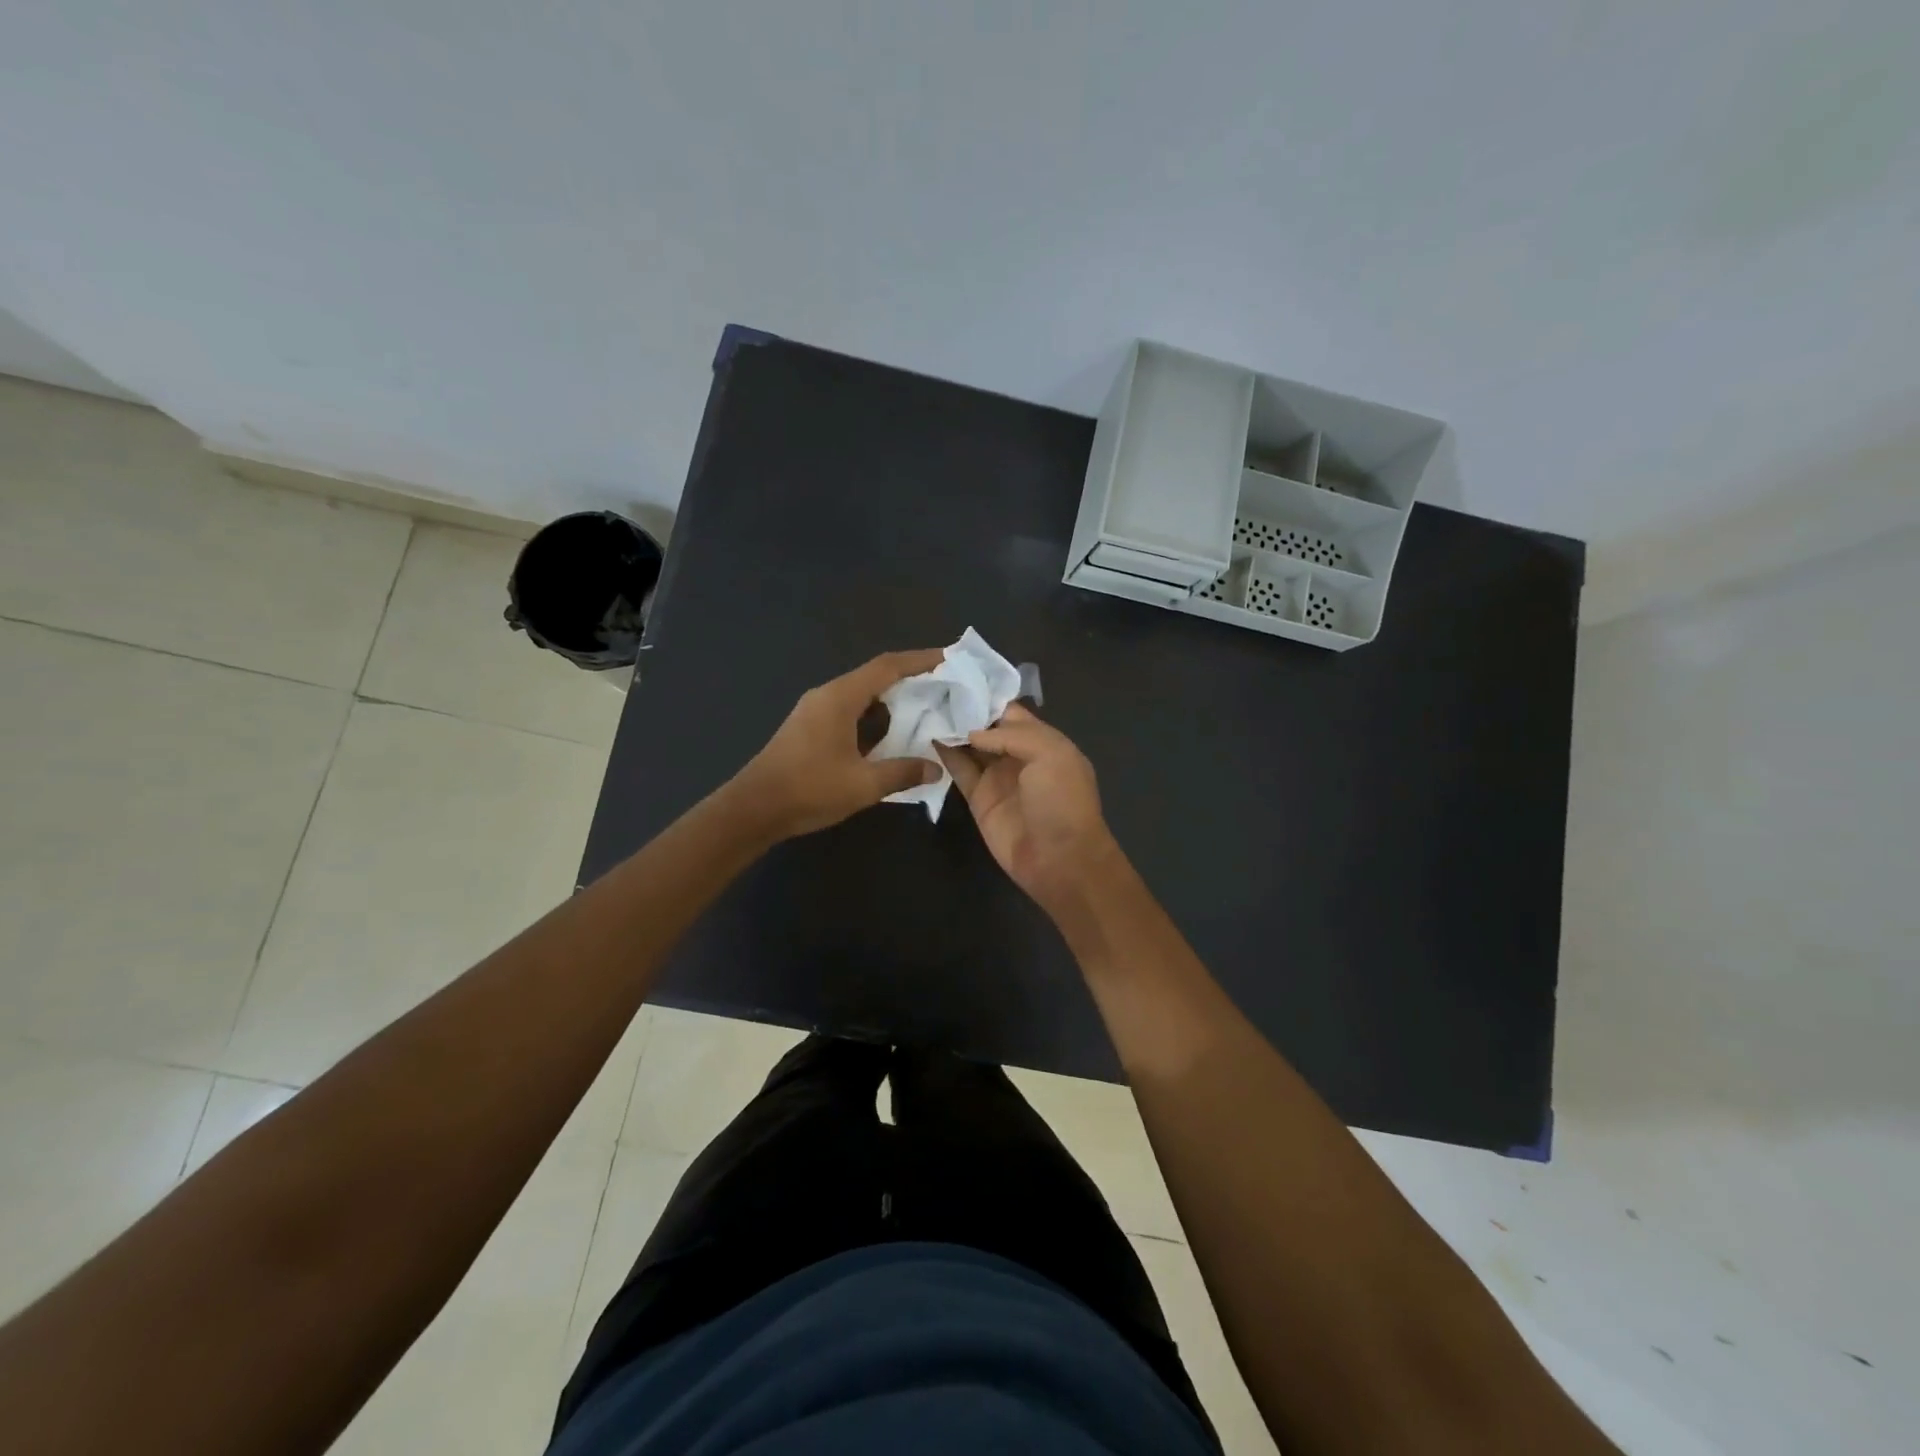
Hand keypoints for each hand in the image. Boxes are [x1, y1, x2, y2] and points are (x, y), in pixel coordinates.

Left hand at [733, 650, 945, 839]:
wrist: (753, 810)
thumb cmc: (809, 790)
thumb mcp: (863, 784)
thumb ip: (902, 772)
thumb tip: (935, 768)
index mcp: (840, 698)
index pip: (887, 667)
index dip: (920, 660)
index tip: (949, 658)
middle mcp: (827, 696)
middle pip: (874, 677)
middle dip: (910, 679)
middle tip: (943, 687)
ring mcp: (815, 712)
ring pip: (861, 696)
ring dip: (891, 700)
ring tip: (924, 710)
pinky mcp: (809, 729)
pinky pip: (849, 711)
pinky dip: (874, 717)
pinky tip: (890, 736)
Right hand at [936, 703, 1119, 908]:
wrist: (1059, 859)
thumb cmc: (1061, 801)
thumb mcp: (1050, 754)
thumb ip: (1011, 735)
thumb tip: (971, 732)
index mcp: (1043, 740)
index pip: (1010, 711)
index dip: (986, 696)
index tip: (955, 677)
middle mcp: (1018, 755)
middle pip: (986, 726)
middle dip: (963, 709)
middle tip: (930, 687)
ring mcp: (997, 777)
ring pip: (969, 746)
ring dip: (950, 729)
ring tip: (922, 705)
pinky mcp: (978, 799)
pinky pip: (959, 770)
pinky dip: (943, 754)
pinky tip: (925, 735)